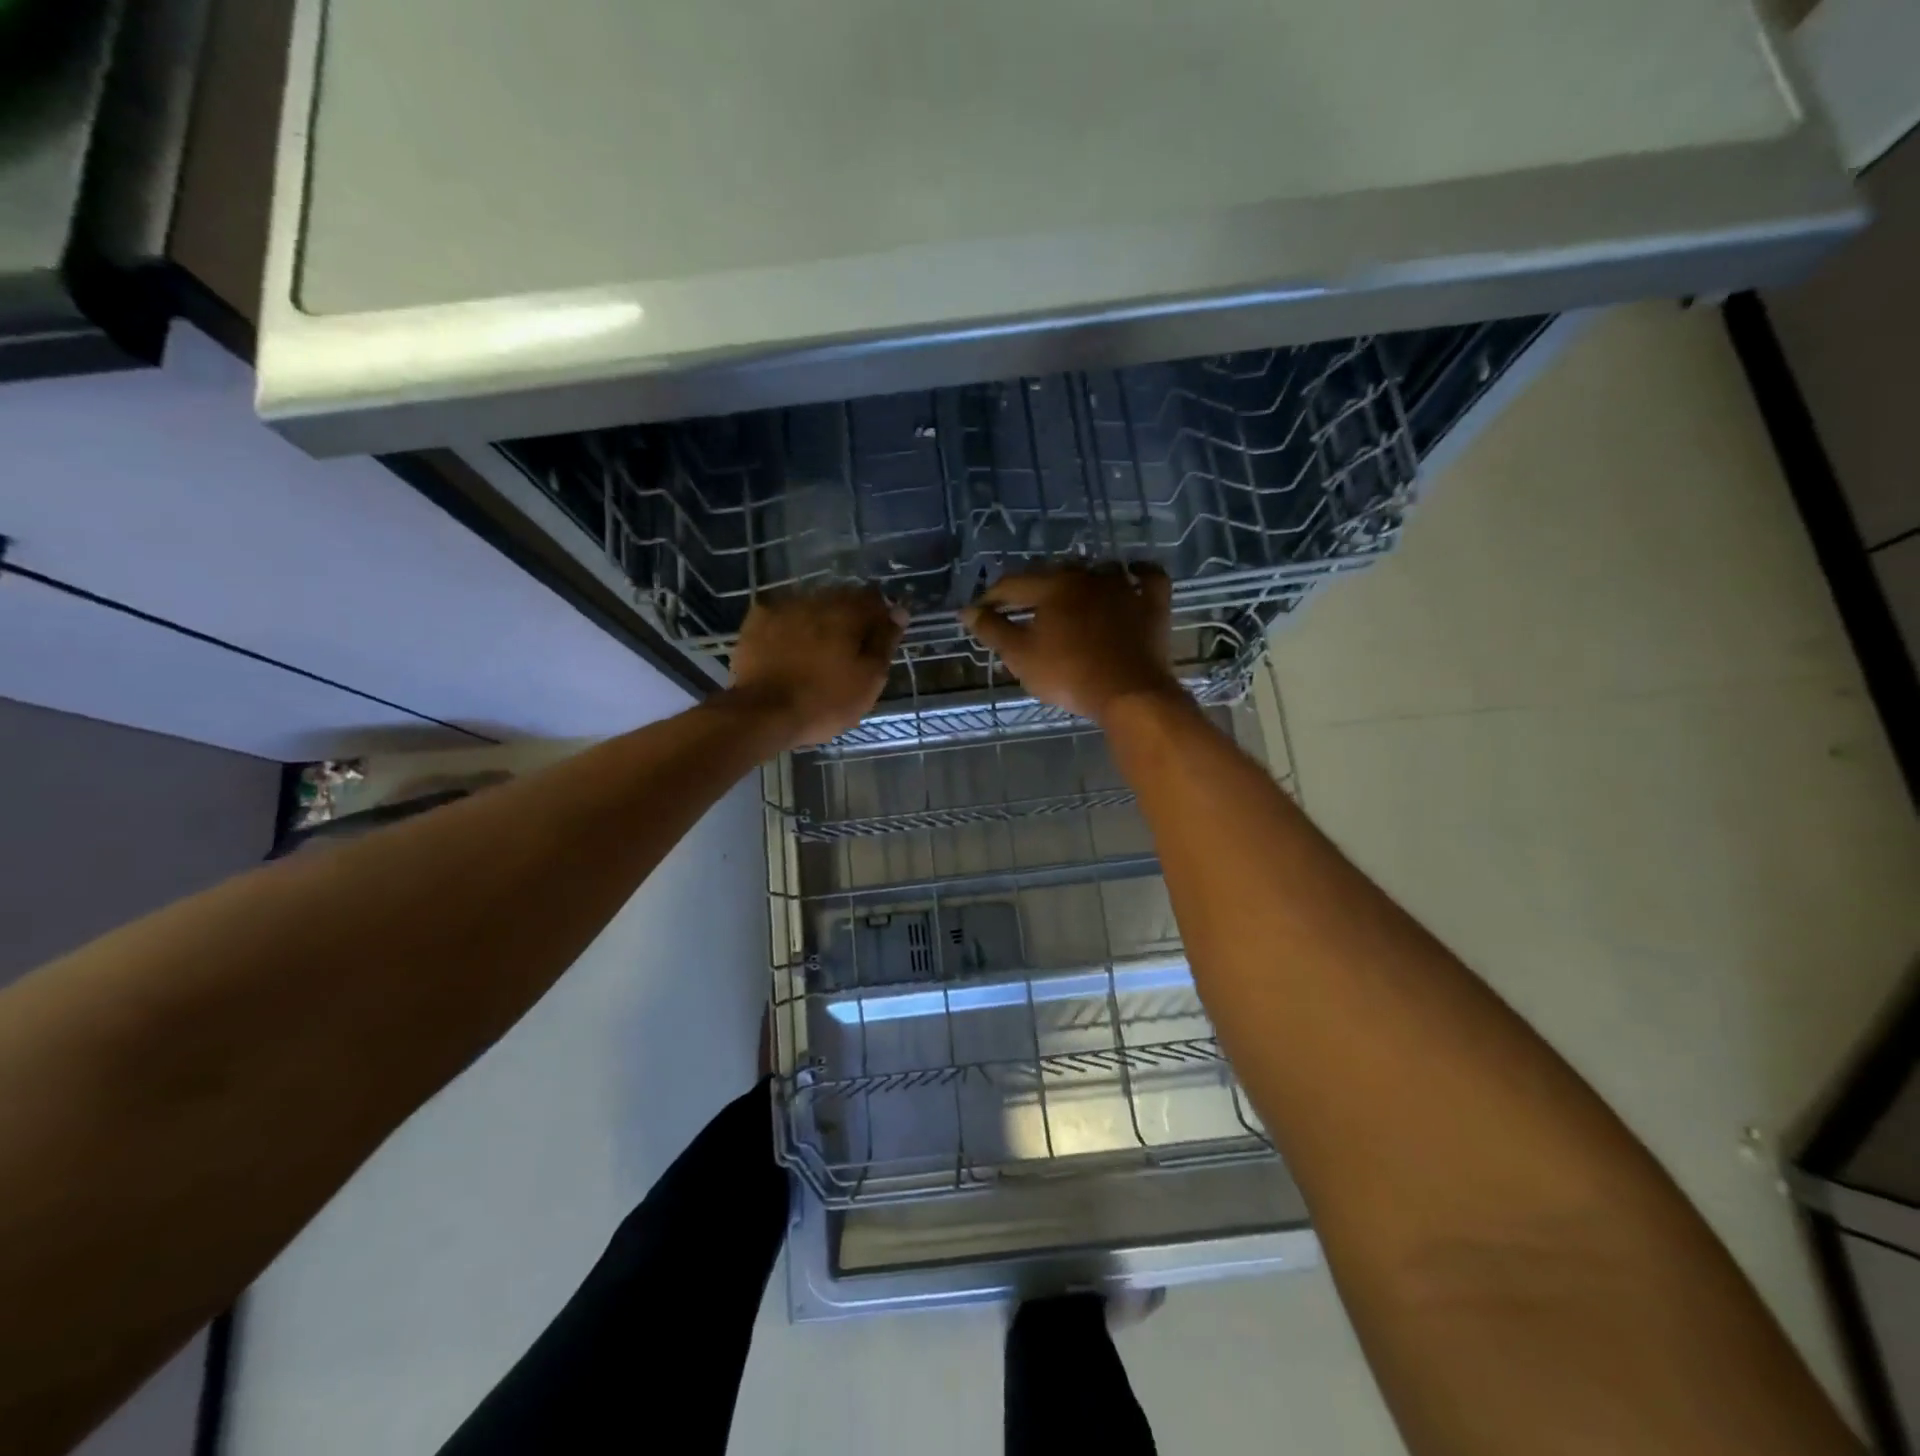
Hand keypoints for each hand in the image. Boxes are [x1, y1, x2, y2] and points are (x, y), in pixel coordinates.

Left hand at [727, 586, 906, 747]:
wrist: (762, 713)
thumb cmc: (824, 701)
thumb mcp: (869, 679)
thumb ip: (885, 641)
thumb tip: (899, 610)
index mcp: (847, 612)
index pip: (874, 599)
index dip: (880, 617)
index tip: (879, 640)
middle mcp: (816, 599)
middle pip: (841, 598)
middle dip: (849, 618)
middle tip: (849, 649)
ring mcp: (783, 607)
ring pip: (812, 605)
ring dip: (820, 620)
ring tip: (819, 650)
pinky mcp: (757, 621)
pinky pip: (784, 615)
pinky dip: (792, 626)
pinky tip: (791, 647)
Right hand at [960, 563, 1181, 723]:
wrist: (1129, 692)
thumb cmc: (1068, 673)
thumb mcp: (1020, 655)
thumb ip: (992, 630)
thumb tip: (967, 611)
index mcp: (1052, 586)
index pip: (1012, 585)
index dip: (991, 598)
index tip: (978, 612)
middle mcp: (1088, 577)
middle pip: (1053, 575)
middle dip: (1032, 588)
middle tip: (1019, 607)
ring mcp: (1124, 588)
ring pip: (1097, 572)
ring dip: (1079, 581)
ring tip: (1067, 597)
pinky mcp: (1152, 605)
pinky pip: (1148, 579)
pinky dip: (1138, 575)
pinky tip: (1131, 575)